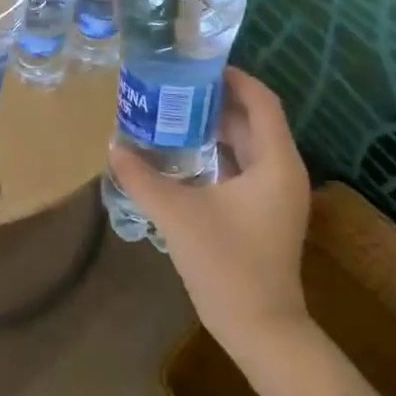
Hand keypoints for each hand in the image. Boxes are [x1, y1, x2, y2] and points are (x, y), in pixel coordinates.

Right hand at [108, 67, 311, 356]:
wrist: (259, 328)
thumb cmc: (226, 264)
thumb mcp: (177, 215)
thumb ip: (142, 178)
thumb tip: (113, 147)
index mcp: (275, 163)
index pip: (262, 102)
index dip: (234, 79)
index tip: (198, 66)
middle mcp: (282, 172)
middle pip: (254, 121)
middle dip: (217, 101)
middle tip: (175, 86)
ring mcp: (276, 195)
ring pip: (248, 146)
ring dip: (216, 128)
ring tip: (174, 112)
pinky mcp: (265, 213)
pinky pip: (243, 168)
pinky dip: (218, 154)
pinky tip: (184, 154)